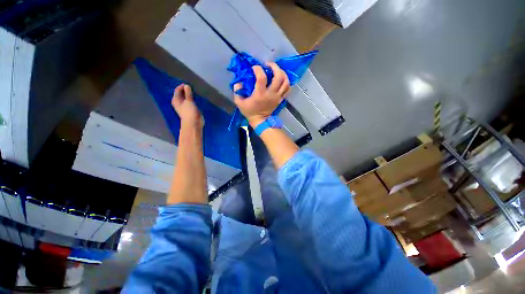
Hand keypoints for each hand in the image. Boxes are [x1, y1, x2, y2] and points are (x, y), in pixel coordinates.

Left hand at [172, 84, 202, 127]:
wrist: (194, 123)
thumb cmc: (189, 112)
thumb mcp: (188, 101)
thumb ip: (188, 93)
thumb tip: (187, 85)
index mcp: (176, 100)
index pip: (177, 90)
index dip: (182, 86)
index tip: (189, 84)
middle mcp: (179, 102)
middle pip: (182, 93)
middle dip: (186, 90)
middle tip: (192, 86)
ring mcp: (185, 105)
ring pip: (187, 97)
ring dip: (190, 94)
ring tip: (195, 90)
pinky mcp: (191, 107)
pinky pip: (191, 100)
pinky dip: (193, 98)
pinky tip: (196, 96)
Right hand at [233, 62, 290, 127]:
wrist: (260, 121)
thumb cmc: (249, 112)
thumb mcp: (239, 102)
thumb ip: (237, 91)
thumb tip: (239, 81)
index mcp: (260, 94)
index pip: (262, 77)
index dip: (258, 69)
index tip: (254, 68)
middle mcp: (271, 94)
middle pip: (278, 76)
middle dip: (274, 67)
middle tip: (268, 65)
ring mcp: (277, 96)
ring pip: (285, 81)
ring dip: (282, 73)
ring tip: (276, 70)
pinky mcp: (280, 99)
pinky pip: (287, 89)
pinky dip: (286, 82)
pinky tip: (281, 79)